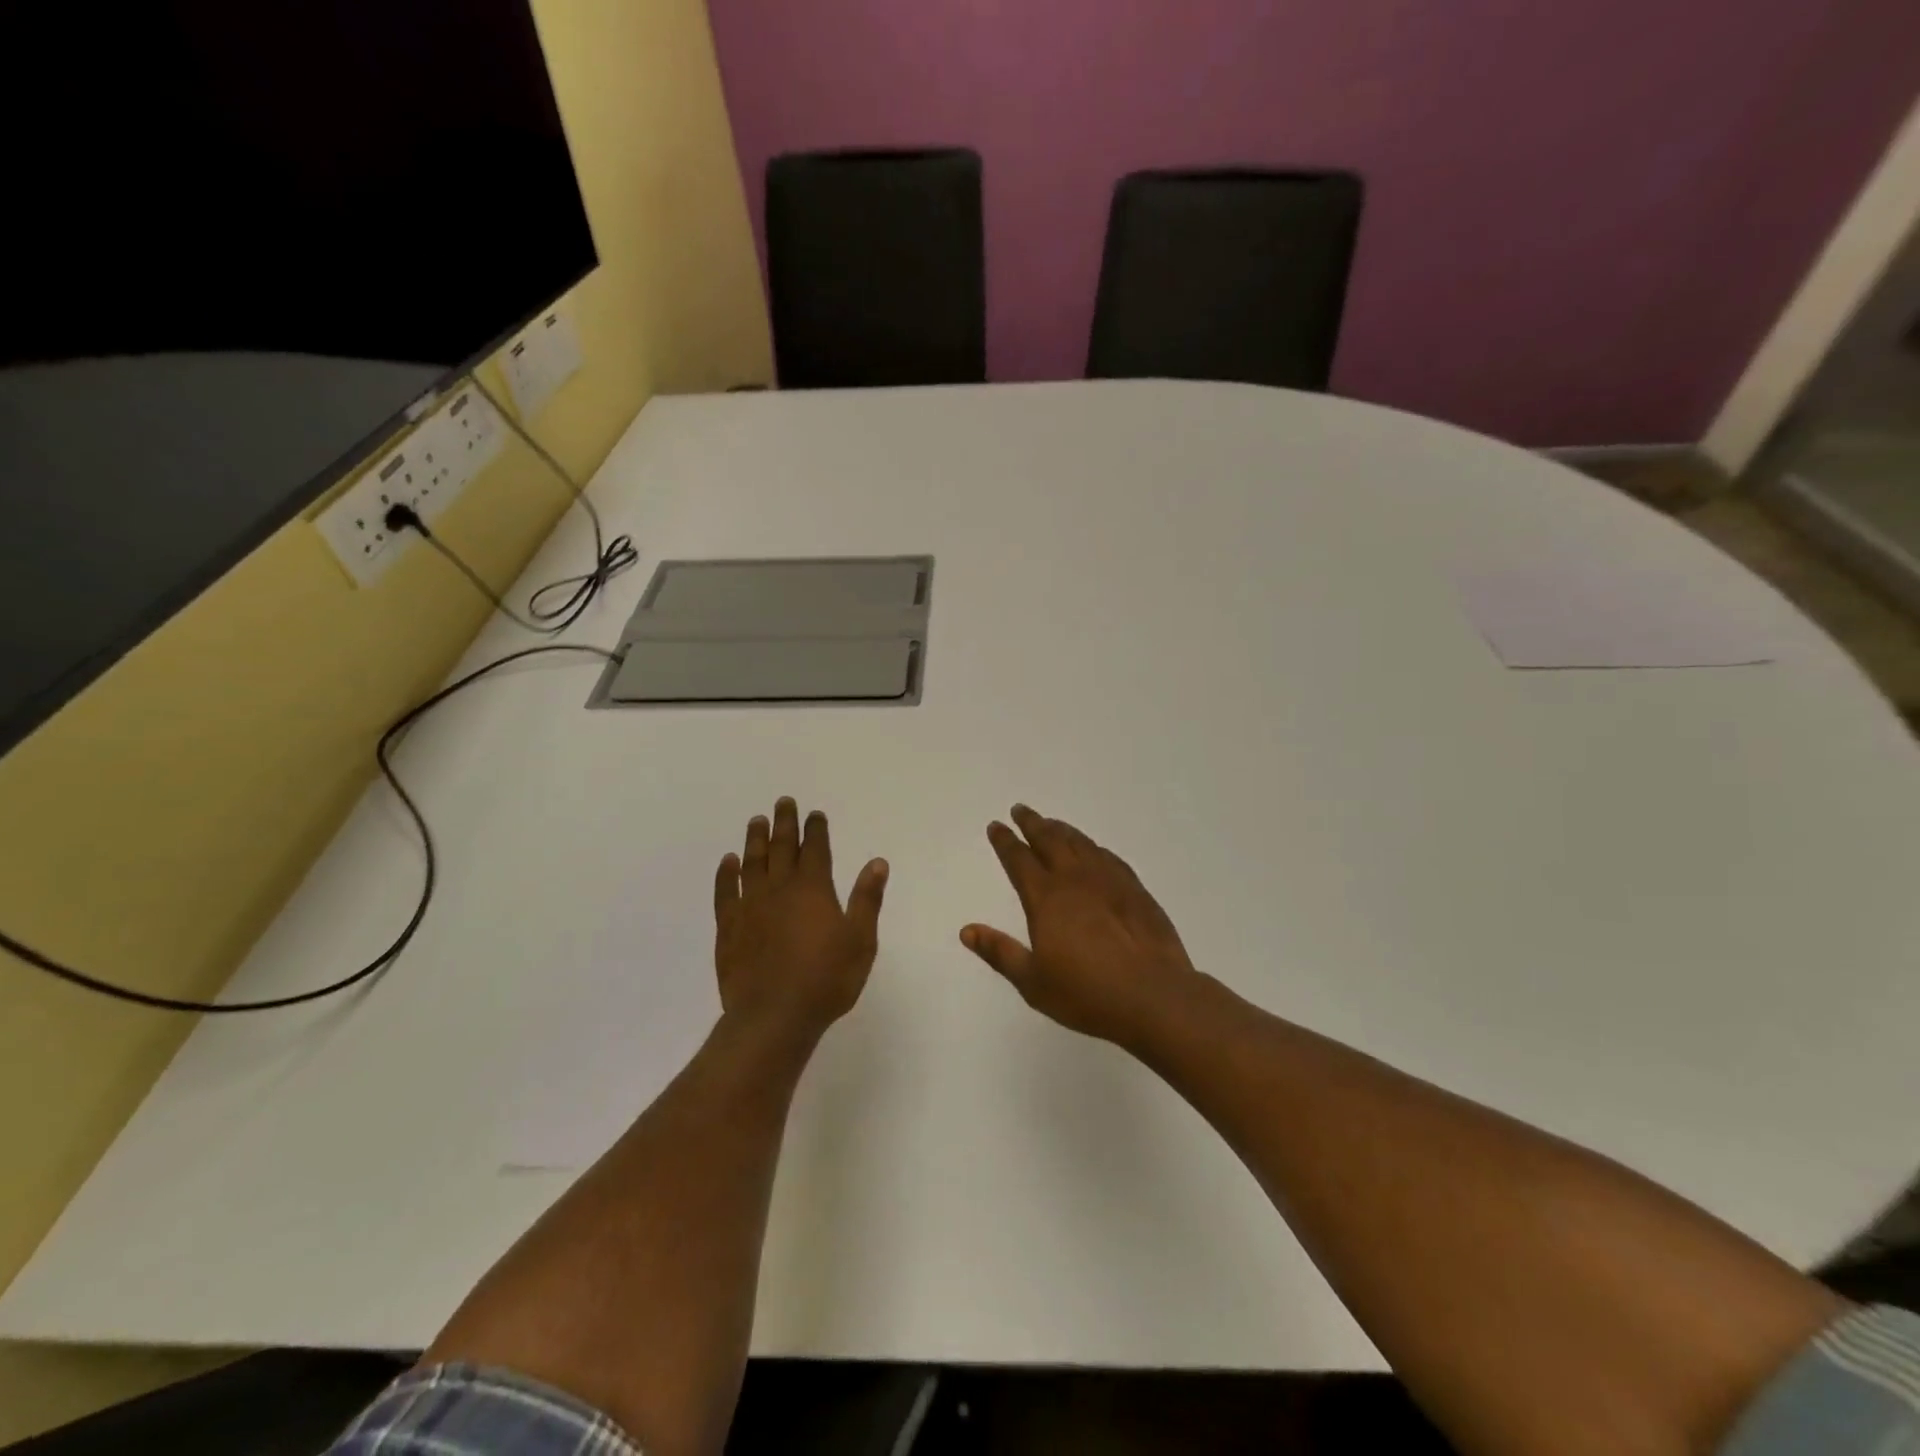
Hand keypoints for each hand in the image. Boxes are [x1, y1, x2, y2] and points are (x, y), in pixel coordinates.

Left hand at [714, 798, 888, 1041]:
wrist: (773, 1017)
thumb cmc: (826, 980)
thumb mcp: (860, 941)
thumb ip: (867, 899)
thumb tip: (877, 862)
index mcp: (813, 890)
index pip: (815, 849)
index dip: (815, 829)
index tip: (814, 814)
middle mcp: (779, 889)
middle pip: (781, 847)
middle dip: (784, 823)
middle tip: (783, 802)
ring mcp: (750, 907)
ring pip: (752, 863)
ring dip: (755, 840)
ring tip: (756, 821)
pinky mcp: (728, 928)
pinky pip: (725, 892)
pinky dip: (726, 874)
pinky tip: (728, 862)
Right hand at [961, 805, 1199, 1045]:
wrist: (1154, 996)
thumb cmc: (1087, 993)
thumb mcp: (1033, 982)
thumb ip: (1000, 952)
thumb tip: (967, 930)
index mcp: (1046, 898)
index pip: (1019, 859)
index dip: (1005, 841)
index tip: (996, 826)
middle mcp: (1075, 880)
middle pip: (1050, 840)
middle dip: (1032, 823)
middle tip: (1020, 809)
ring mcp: (1109, 881)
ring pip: (1080, 843)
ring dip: (1062, 829)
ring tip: (1051, 823)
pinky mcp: (1135, 890)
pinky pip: (1108, 857)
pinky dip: (1093, 847)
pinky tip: (1093, 850)